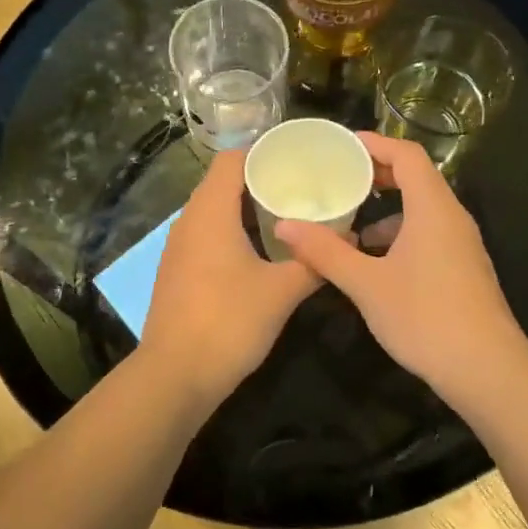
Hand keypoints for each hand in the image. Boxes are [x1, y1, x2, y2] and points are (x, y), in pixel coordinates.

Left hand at [139, 150, 320, 409]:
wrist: (175, 376)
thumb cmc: (229, 322)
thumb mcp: (282, 291)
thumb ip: (316, 261)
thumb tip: (351, 237)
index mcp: (210, 212)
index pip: (231, 159)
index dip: (262, 152)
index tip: (297, 159)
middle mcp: (188, 221)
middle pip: (222, 183)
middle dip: (261, 181)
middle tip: (301, 188)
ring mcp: (178, 248)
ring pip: (213, 212)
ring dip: (246, 210)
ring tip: (287, 217)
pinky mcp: (177, 272)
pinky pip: (206, 236)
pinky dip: (232, 233)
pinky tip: (259, 252)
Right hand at [274, 132, 527, 403]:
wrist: (485, 369)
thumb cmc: (424, 316)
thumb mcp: (366, 284)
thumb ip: (325, 252)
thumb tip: (284, 226)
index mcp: (433, 208)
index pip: (408, 155)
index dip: (375, 144)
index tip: (342, 146)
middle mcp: (452, 218)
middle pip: (417, 179)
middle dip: (378, 175)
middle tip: (340, 179)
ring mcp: (462, 245)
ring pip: (422, 211)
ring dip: (387, 210)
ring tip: (349, 224)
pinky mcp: (463, 269)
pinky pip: (429, 234)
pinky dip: (400, 235)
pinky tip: (375, 262)